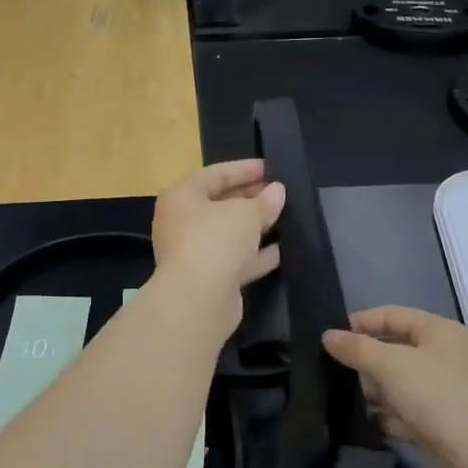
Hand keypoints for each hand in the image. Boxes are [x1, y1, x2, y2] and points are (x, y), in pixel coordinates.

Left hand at [151, 160, 286, 334]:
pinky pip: (236, 260)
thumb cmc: (216, 240)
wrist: (198, 299)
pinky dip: (256, 254)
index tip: (271, 168)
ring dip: (255, 227)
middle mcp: (183, 224)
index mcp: (182, 198)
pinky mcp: (210, 279)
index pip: (215, 174)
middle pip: (220, 204)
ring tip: (284, 218)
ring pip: (229, 234)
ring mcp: (195, 253)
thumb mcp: (246, 213)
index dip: (244, 169)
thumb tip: (277, 191)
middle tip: (279, 193)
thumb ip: (264, 201)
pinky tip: (281, 250)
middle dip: (251, 198)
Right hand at [323, 307, 467, 467]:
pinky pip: (404, 410)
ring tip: (339, 396)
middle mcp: (442, 355)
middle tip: (329, 368)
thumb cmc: (435, 395)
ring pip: (397, 382)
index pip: (392, 315)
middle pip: (393, 348)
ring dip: (373, 390)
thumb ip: (357, 348)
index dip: (360, 322)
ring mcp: (441, 390)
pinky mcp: (437, 421)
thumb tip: (328, 335)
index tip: (329, 336)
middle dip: (364, 359)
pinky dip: (386, 415)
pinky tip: (364, 421)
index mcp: (437, 331)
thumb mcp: (390, 364)